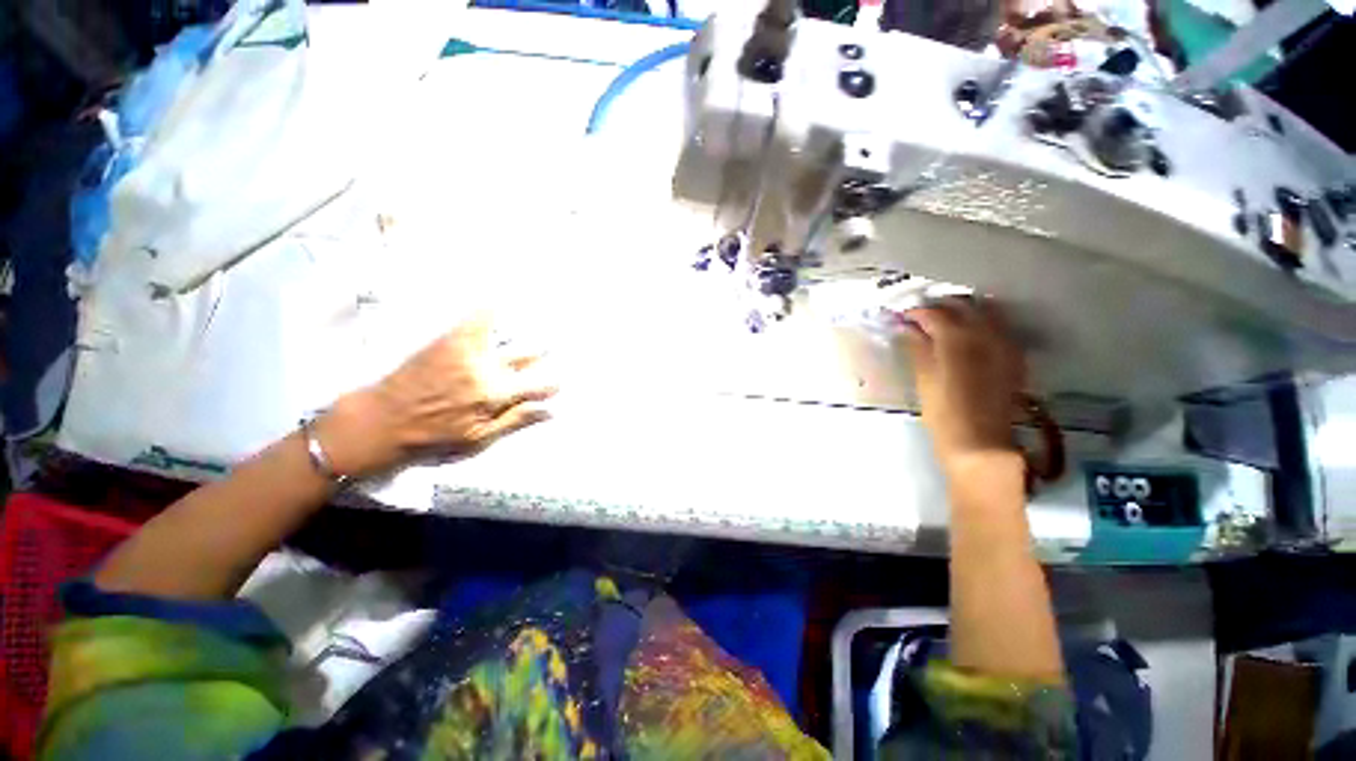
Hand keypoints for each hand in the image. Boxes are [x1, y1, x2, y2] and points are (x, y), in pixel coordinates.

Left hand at [316, 316, 557, 476]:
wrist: (380, 422)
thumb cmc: (431, 438)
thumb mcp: (479, 440)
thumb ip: (515, 421)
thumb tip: (550, 411)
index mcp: (496, 397)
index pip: (539, 387)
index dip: (553, 385)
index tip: (557, 384)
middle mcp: (487, 370)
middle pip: (526, 357)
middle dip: (543, 351)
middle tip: (554, 344)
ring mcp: (467, 353)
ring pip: (506, 337)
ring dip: (524, 328)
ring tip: (540, 320)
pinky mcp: (448, 342)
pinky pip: (475, 321)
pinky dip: (490, 310)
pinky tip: (500, 300)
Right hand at [899, 299, 1024, 473]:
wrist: (980, 443)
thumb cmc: (943, 413)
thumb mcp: (923, 378)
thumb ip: (917, 347)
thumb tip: (907, 328)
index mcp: (958, 338)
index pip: (934, 313)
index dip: (916, 313)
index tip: (902, 318)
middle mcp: (986, 334)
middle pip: (964, 306)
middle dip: (941, 307)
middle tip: (921, 317)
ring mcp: (1004, 345)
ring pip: (985, 314)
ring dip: (963, 313)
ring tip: (944, 323)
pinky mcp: (1013, 359)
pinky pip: (998, 330)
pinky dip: (981, 325)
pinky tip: (968, 337)